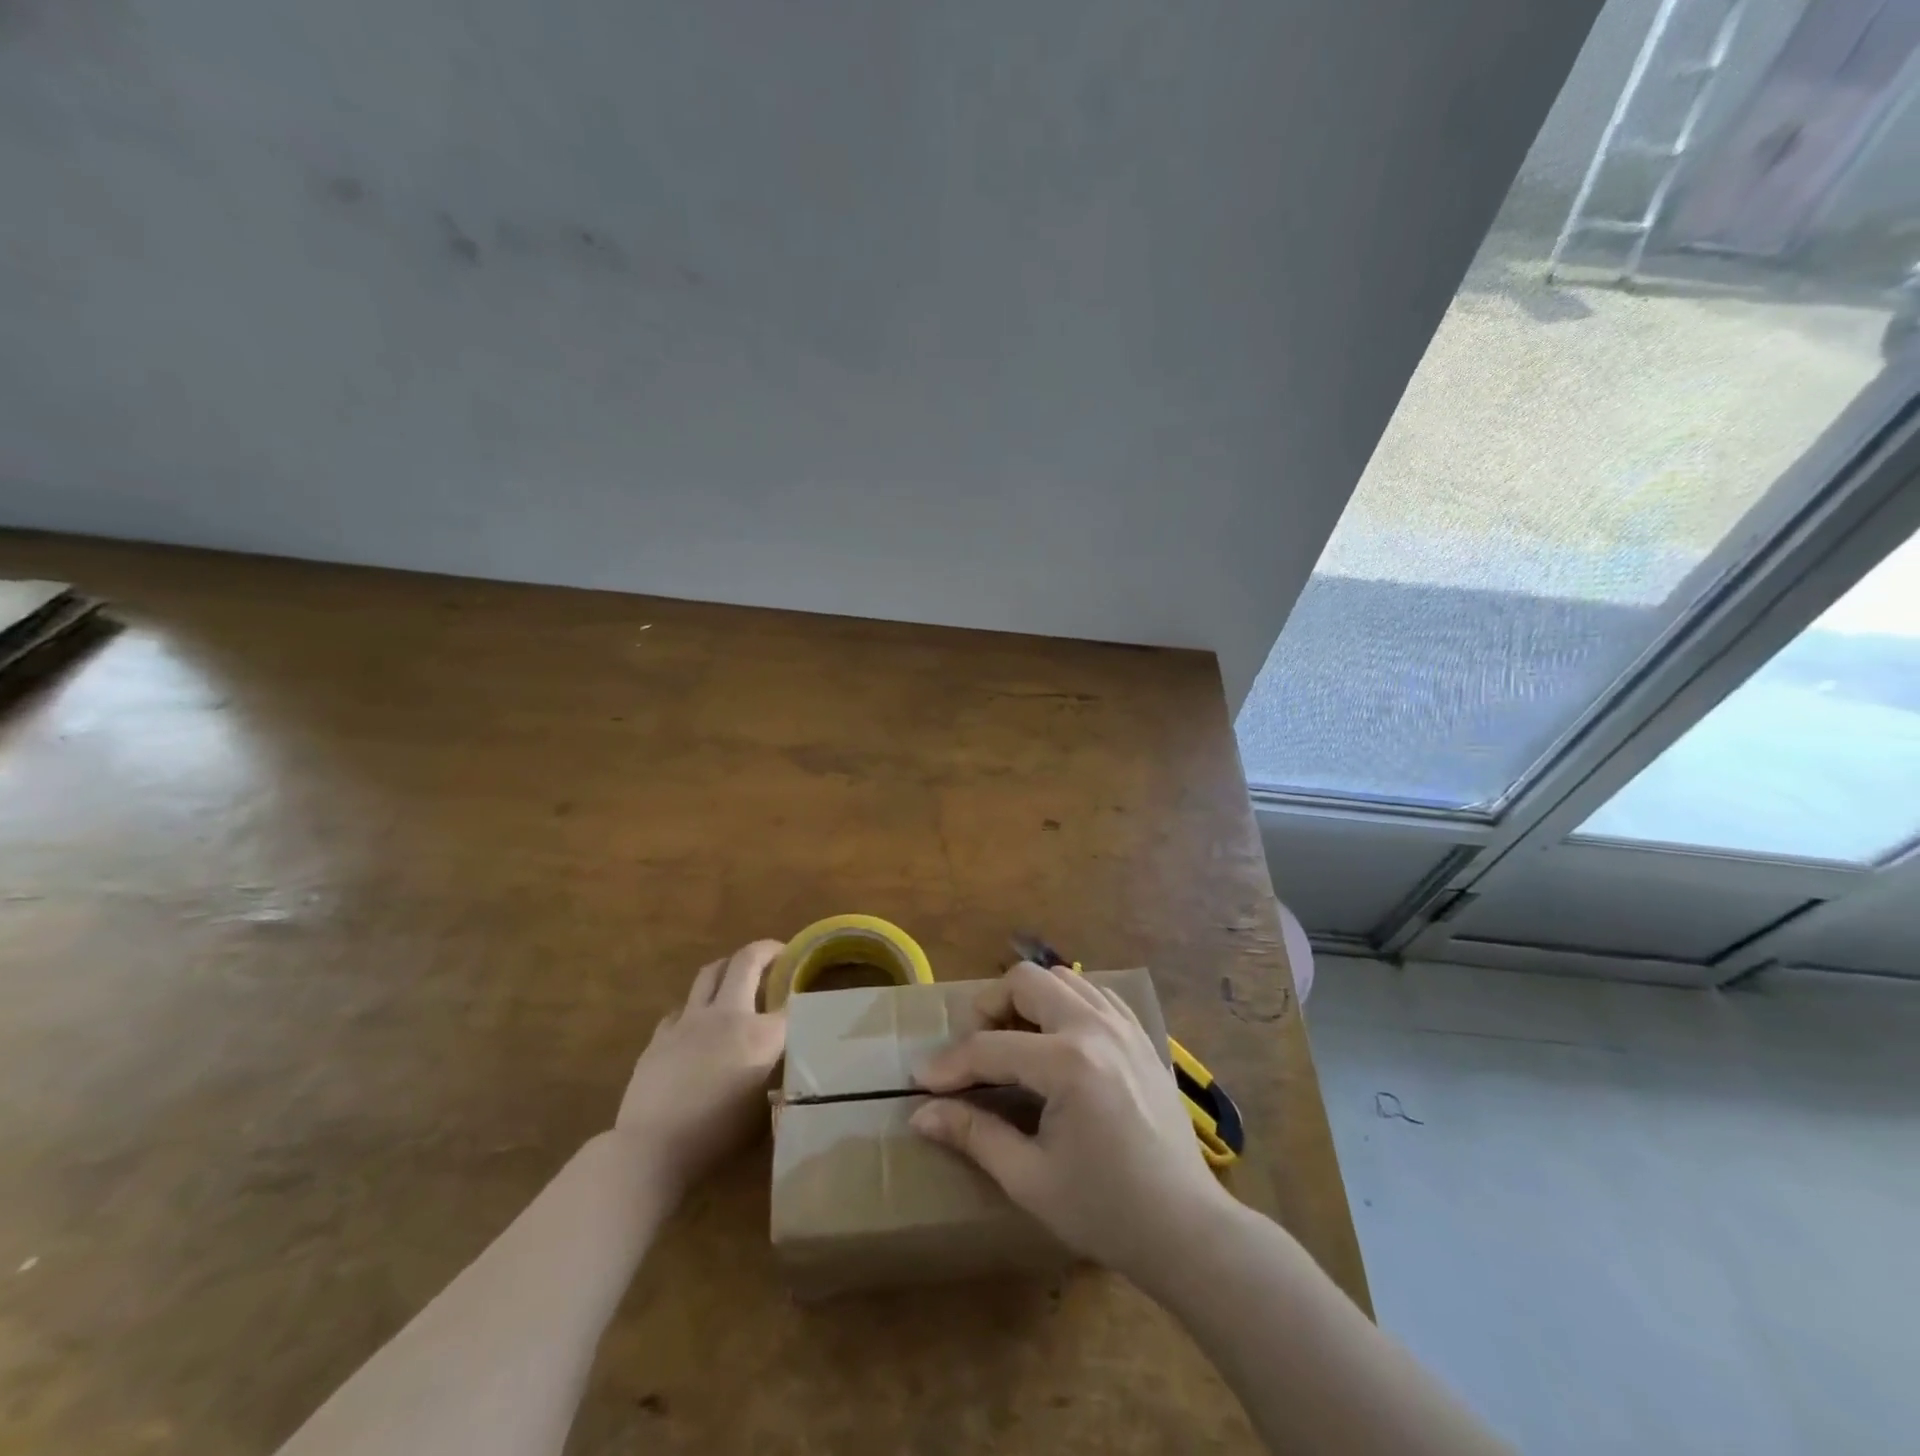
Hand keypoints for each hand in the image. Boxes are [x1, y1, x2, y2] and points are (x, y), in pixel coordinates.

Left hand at [615, 941, 786, 1196]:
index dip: (801, 992)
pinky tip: (697, 1024)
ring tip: (737, 976)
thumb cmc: (717, 1138)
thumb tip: (782, 1065)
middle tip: (776, 955)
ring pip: (710, 973)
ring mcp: (689, 1021)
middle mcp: (727, 1015)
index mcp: (760, 1035)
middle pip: (746, 961)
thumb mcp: (764, 1110)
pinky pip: (682, 1008)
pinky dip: (695, 1008)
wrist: (652, 1149)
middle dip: (765, 950)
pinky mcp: (660, 1036)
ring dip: (728, 967)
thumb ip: (777, 1077)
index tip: (807, 989)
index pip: (790, 1002)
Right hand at [910, 961, 1227, 1281]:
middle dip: (989, 1007)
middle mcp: (1096, 1027)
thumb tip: (921, 1114)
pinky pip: (1095, 993)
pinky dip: (1066, 1003)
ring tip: (1015, 1042)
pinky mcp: (1141, 1035)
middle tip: (975, 1049)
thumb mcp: (1030, 1179)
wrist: (1186, 1228)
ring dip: (1028, 1000)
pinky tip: (1058, 1041)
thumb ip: (973, 1135)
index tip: (921, 1081)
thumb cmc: (1105, 1210)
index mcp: (1068, 1063)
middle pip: (1026, 981)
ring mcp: (1124, 1025)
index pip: (990, 1048)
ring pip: (1062, 978)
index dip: (949, 1064)